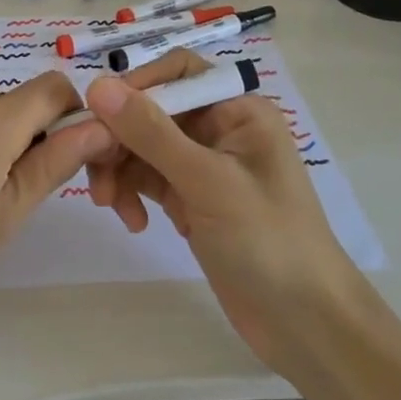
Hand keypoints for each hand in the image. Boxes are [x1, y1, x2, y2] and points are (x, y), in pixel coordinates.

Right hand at [72, 49, 366, 375]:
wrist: (306, 326)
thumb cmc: (268, 241)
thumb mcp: (208, 182)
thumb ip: (151, 133)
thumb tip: (98, 86)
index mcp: (236, 108)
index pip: (175, 73)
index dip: (134, 88)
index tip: (97, 117)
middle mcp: (219, 127)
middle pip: (152, 111)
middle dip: (120, 138)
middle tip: (94, 172)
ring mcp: (204, 164)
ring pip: (143, 146)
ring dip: (120, 169)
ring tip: (110, 205)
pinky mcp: (192, 198)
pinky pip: (148, 178)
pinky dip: (133, 192)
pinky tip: (133, 221)